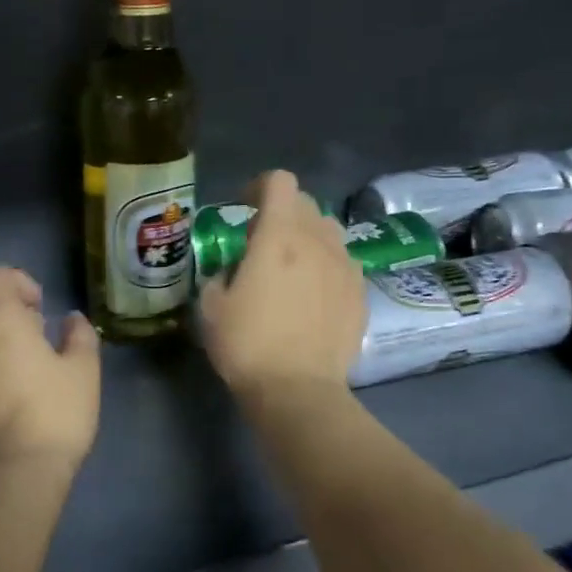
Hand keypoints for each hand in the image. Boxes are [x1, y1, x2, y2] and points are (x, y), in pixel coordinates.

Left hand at [0, 266, 99, 479]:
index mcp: (1, 322)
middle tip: (29, 330)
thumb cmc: (57, 412)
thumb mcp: (85, 370)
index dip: (17, 281)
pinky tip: (4, 401)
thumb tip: (71, 320)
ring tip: (20, 369)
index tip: (39, 307)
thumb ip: (79, 335)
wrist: (17, 473)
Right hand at [198, 170, 365, 402]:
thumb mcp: (211, 305)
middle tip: (262, 242)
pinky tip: (313, 297)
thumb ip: (221, 273)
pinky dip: (326, 266)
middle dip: (282, 212)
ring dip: (307, 237)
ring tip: (292, 268)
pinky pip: (343, 263)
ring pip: (329, 231)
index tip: (244, 209)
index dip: (259, 187)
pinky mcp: (361, 293)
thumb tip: (235, 269)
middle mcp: (318, 240)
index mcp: (279, 235)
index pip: (280, 181)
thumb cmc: (247, 344)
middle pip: (305, 203)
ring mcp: (346, 266)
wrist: (298, 390)